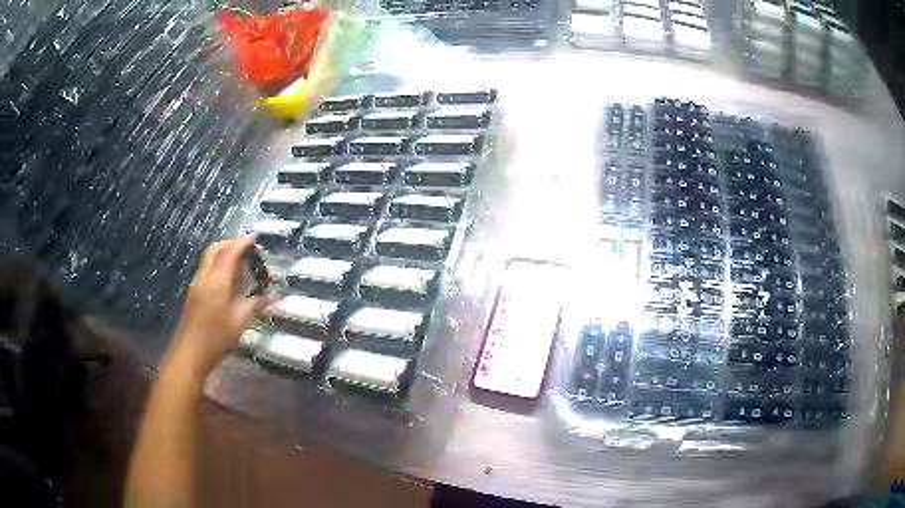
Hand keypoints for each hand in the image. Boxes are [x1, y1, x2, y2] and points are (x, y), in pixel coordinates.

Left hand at [164, 238, 272, 380]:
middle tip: (246, 248)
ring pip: (208, 258)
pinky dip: (217, 265)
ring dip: (223, 253)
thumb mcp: (240, 322)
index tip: (254, 240)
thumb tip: (276, 295)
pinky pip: (206, 269)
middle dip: (230, 243)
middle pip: (215, 249)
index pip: (229, 253)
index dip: (242, 243)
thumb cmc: (216, 338)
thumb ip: (256, 304)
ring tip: (239, 263)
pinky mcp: (194, 292)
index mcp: (217, 282)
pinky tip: (227, 280)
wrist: (190, 353)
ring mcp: (196, 284)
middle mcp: (205, 277)